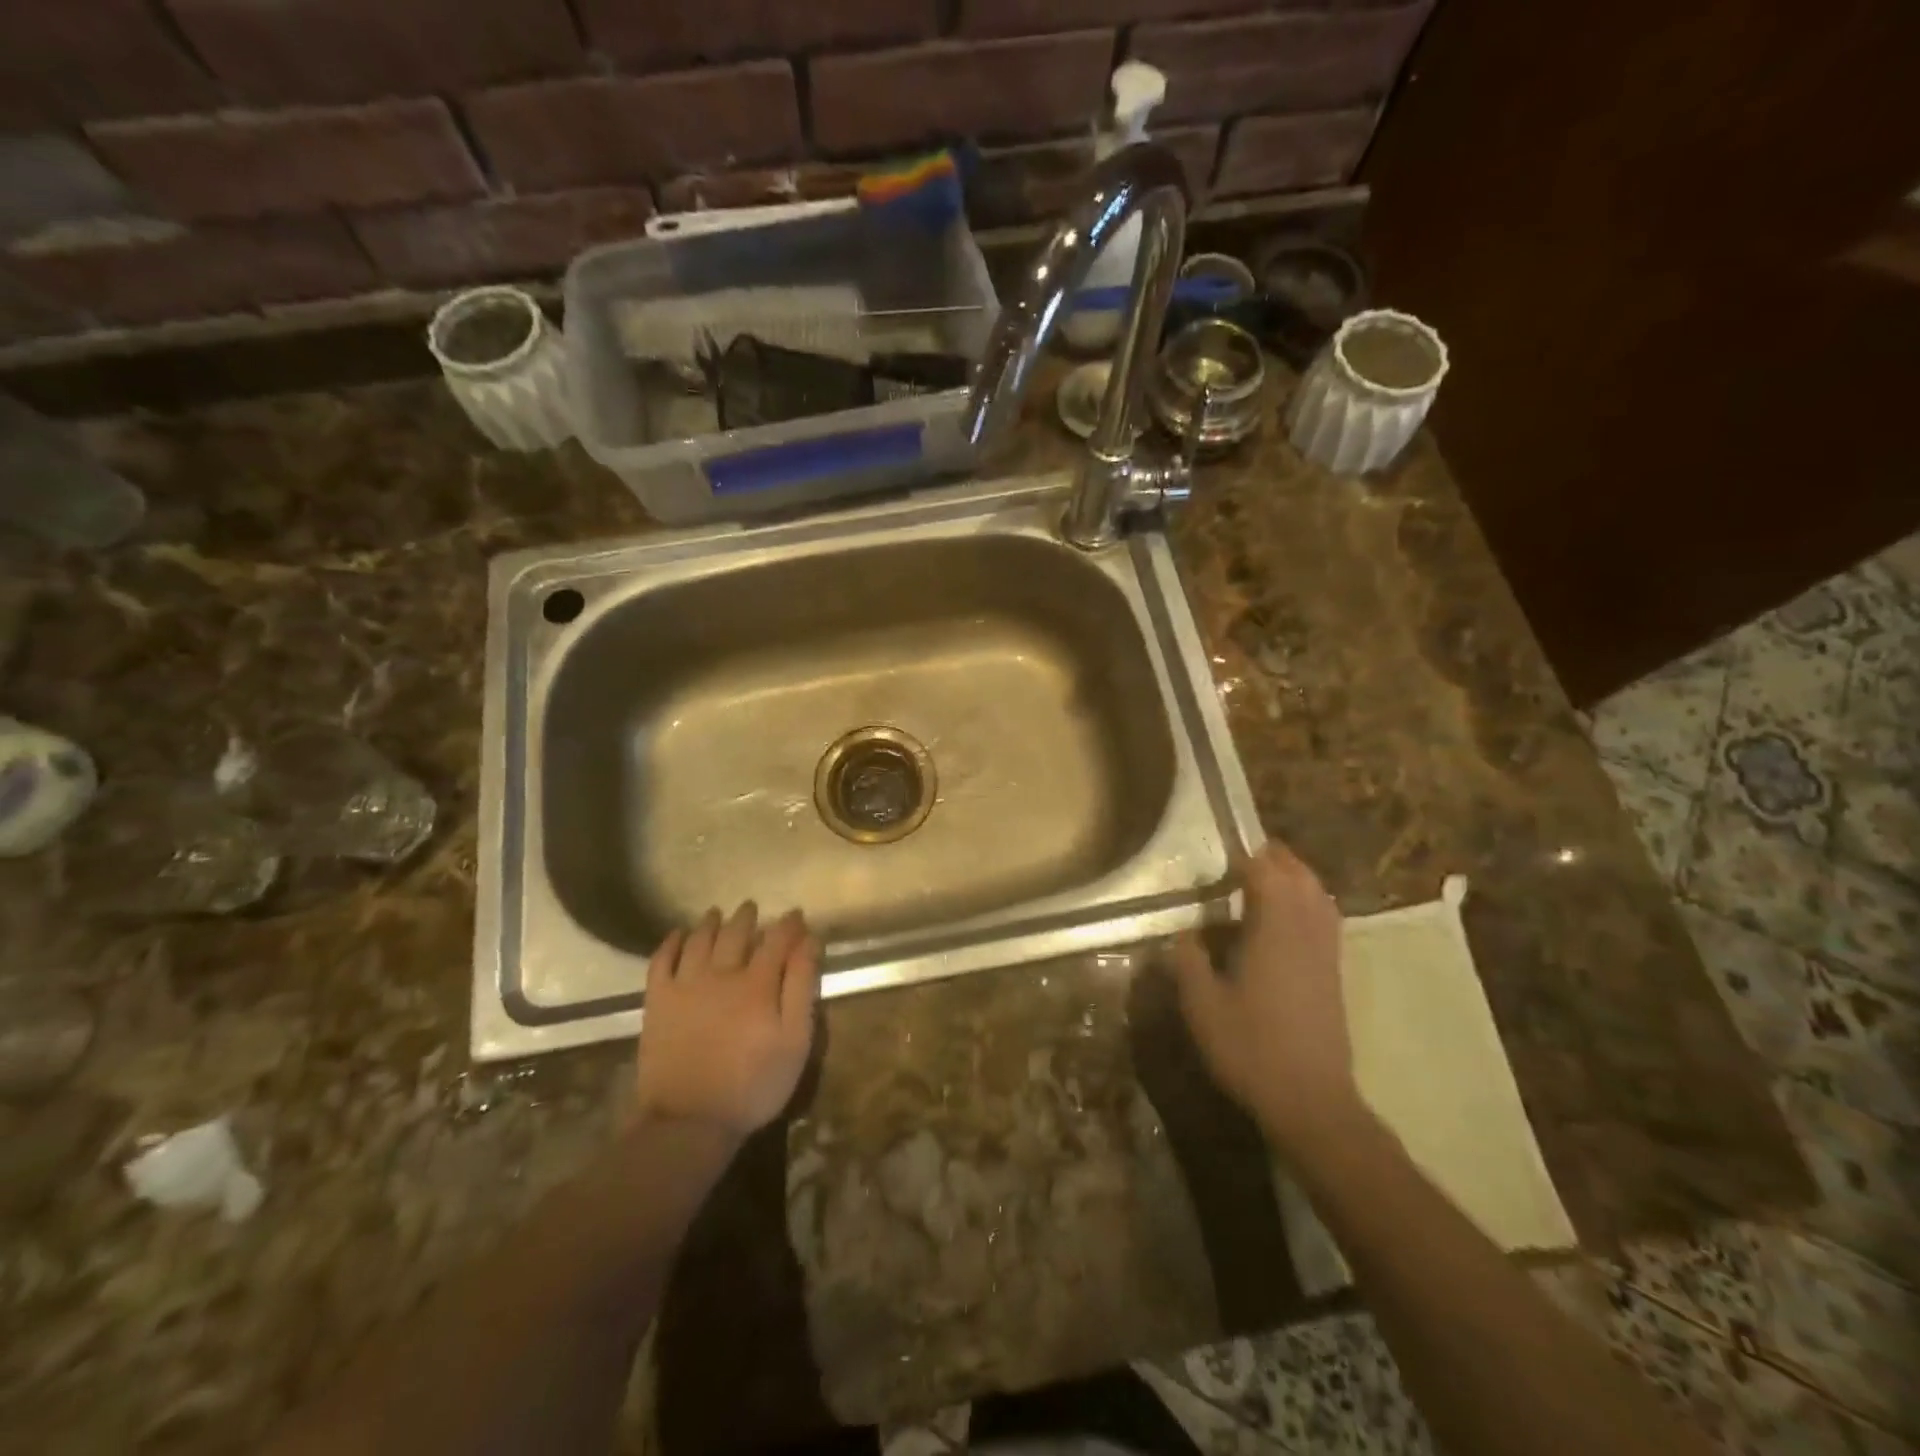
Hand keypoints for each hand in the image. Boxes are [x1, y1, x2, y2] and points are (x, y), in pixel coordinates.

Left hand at [635, 902, 821, 1139]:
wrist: (689, 1122)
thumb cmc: (754, 1085)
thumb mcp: (795, 1041)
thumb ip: (802, 988)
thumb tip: (809, 943)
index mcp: (758, 984)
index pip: (777, 940)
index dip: (789, 925)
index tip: (796, 915)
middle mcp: (721, 973)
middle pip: (736, 934)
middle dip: (747, 917)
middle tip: (752, 907)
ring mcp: (685, 985)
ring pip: (699, 940)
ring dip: (710, 923)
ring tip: (717, 913)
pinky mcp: (658, 1002)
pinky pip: (660, 961)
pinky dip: (670, 943)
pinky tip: (677, 935)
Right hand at [1171, 841, 1361, 1150]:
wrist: (1311, 1100)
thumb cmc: (1250, 1047)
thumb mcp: (1201, 1004)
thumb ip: (1188, 960)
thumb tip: (1185, 933)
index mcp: (1274, 928)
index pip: (1265, 872)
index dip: (1245, 855)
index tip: (1221, 848)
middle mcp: (1306, 930)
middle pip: (1298, 875)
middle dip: (1274, 858)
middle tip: (1243, 854)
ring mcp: (1326, 951)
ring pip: (1318, 895)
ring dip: (1295, 876)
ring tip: (1267, 875)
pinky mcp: (1334, 973)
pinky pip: (1326, 918)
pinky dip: (1309, 902)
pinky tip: (1290, 916)